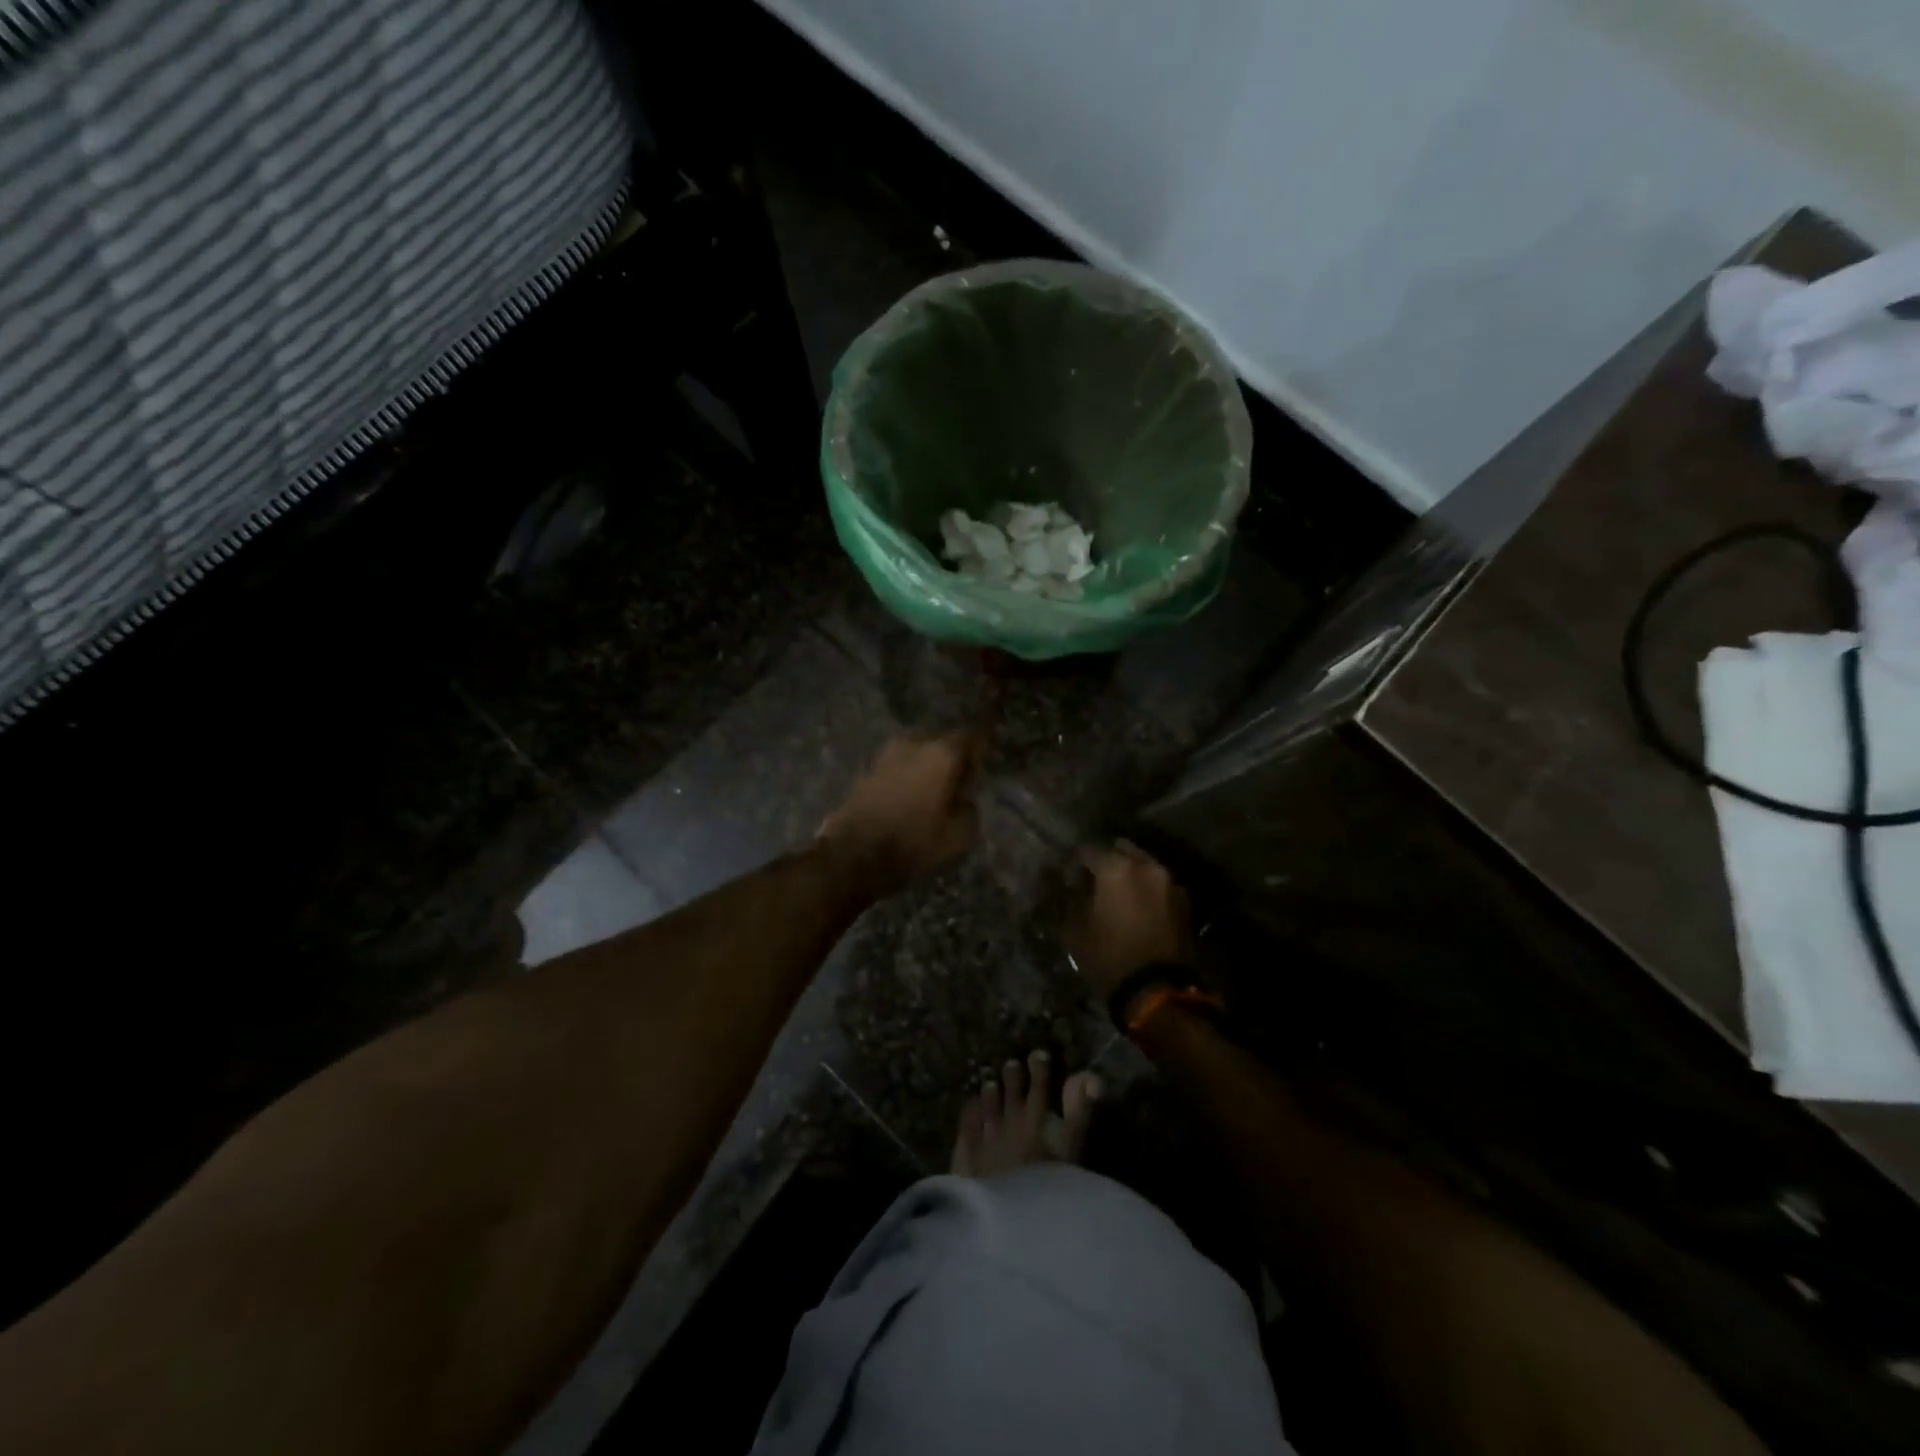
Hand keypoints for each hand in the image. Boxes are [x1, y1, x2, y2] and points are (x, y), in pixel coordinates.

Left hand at [818, 731, 981, 894]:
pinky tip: (912, 795)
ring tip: (936, 790)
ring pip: (918, 752)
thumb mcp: (960, 837)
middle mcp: (915, 744)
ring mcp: (887, 754)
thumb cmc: (914, 843)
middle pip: (943, 741)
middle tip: (961, 780)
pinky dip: (909, 775)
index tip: (986, 761)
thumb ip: (970, 810)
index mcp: (943, 753)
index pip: (972, 736)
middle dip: (953, 756)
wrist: (854, 855)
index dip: (982, 747)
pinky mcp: (868, 770)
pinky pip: (900, 765)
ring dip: (928, 765)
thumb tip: (965, 800)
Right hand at [1066, 840, 1193, 997]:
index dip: (1074, 864)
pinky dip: (1147, 891)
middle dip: (1107, 861)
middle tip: (1094, 883)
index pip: (1087, 851)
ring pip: (1144, 866)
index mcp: (1115, 868)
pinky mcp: (1185, 903)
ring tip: (1118, 897)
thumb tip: (1071, 887)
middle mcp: (1146, 866)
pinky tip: (1138, 910)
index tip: (1066, 879)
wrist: (1159, 992)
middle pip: (1122, 850)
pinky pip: (1160, 886)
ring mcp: (1170, 883)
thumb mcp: (1075, 930)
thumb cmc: (1110, 958)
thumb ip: (1071, 899)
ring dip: (1130, 875)